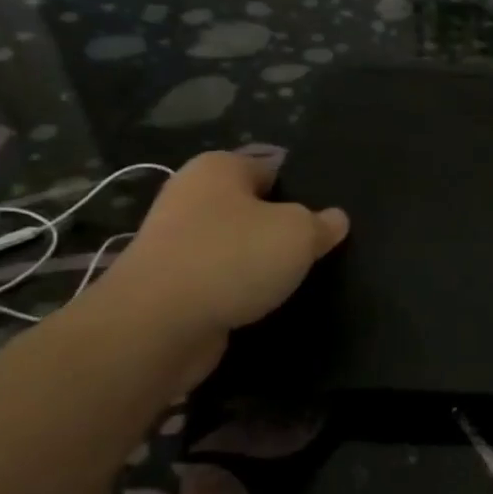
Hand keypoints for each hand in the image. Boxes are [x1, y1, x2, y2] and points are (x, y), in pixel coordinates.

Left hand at [96, 151, 347, 341]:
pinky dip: (242, 290)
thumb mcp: (299, 233)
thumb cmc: (232, 258)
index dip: (304, 188)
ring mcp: (177, 243)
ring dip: (263, 262)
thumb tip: (335, 219)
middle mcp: (192, 197)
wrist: (156, 326)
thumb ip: (322, 224)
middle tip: (322, 246)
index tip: (330, 214)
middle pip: (254, 208)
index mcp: (218, 168)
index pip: (272, 167)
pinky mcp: (172, 285)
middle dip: (284, 227)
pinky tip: (268, 303)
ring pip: (237, 246)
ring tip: (301, 278)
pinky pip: (221, 279)